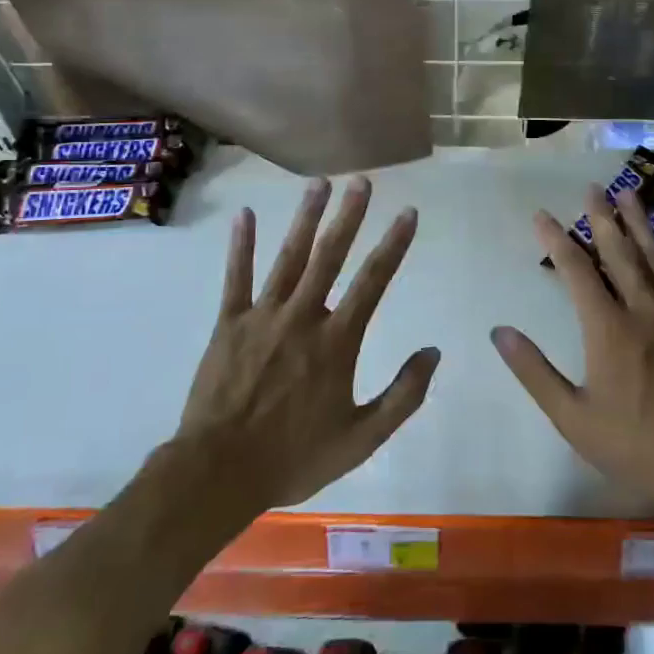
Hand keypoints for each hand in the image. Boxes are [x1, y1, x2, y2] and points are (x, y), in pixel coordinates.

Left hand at [177, 176, 437, 511]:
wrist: (219, 472)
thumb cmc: (295, 457)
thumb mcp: (362, 438)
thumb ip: (402, 395)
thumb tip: (433, 352)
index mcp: (337, 342)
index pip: (373, 281)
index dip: (393, 244)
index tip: (407, 212)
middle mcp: (303, 317)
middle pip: (330, 256)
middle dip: (348, 215)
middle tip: (361, 181)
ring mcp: (263, 316)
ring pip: (289, 257)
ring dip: (305, 218)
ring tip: (319, 183)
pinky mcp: (229, 323)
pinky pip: (237, 278)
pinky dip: (242, 246)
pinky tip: (246, 215)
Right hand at [491, 186, 653, 511]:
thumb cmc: (633, 445)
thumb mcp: (573, 417)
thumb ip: (535, 372)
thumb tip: (500, 332)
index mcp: (608, 329)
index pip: (576, 270)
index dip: (556, 239)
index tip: (541, 215)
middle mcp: (643, 310)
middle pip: (619, 253)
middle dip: (602, 218)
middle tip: (592, 188)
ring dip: (641, 224)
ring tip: (629, 194)